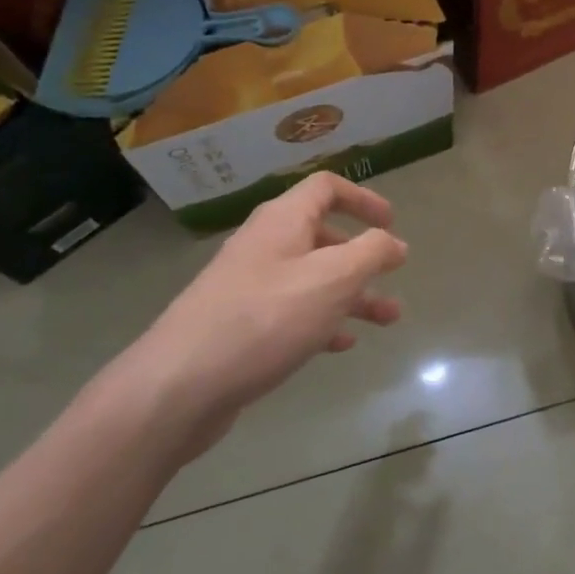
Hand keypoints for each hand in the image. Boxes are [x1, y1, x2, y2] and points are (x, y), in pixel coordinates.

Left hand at [115, 173, 407, 460]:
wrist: (180, 385)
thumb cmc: (267, 319)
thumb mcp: (334, 279)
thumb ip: (372, 253)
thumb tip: (394, 242)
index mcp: (282, 222)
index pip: (325, 188)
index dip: (362, 199)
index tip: (392, 222)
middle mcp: (263, 246)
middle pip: (321, 237)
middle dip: (363, 257)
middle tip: (393, 276)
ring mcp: (248, 287)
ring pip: (311, 279)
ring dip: (351, 294)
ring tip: (386, 320)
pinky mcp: (241, 325)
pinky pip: (291, 312)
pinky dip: (322, 321)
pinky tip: (340, 344)